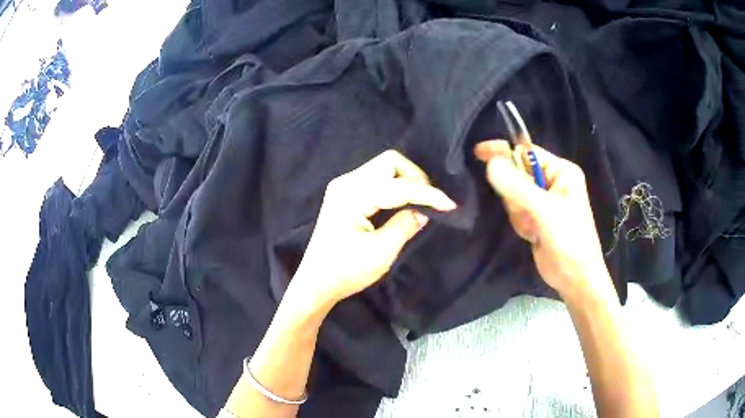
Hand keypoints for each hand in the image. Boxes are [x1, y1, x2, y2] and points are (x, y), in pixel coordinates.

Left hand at [292, 150, 456, 310]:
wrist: (316, 283)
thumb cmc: (346, 271)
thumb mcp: (381, 252)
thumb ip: (405, 225)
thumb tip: (425, 210)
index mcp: (353, 195)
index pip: (399, 185)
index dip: (428, 194)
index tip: (450, 205)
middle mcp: (346, 182)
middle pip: (390, 162)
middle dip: (415, 178)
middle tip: (429, 202)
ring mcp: (343, 186)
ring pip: (383, 168)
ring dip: (405, 181)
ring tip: (419, 203)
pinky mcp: (344, 194)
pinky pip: (375, 178)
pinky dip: (393, 186)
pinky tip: (401, 203)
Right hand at [474, 140, 614, 302]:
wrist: (575, 278)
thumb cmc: (569, 240)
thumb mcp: (545, 211)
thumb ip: (517, 187)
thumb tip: (489, 163)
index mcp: (561, 171)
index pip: (527, 152)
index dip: (503, 152)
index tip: (478, 152)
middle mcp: (552, 182)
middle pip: (517, 175)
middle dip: (516, 196)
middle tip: (527, 214)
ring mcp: (544, 200)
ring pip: (513, 195)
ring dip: (518, 213)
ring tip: (534, 229)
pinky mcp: (536, 217)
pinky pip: (516, 211)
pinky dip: (520, 223)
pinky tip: (533, 235)